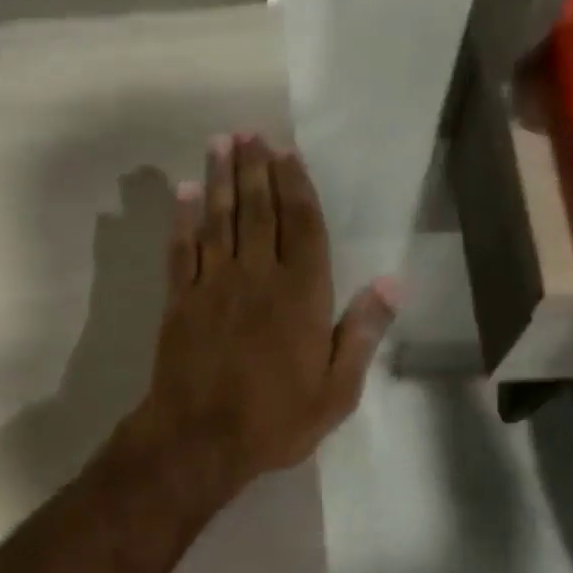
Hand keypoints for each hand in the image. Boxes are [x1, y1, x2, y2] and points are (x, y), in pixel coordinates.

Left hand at [120, 133, 399, 500]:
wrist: (199, 440)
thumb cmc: (275, 420)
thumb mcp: (337, 390)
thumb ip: (362, 333)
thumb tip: (393, 282)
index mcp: (302, 295)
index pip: (302, 225)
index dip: (295, 185)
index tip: (286, 152)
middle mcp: (257, 277)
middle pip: (258, 211)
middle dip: (254, 168)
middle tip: (248, 132)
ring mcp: (213, 285)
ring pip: (218, 220)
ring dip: (219, 180)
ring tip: (220, 143)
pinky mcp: (179, 301)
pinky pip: (182, 250)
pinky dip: (182, 220)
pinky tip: (183, 193)